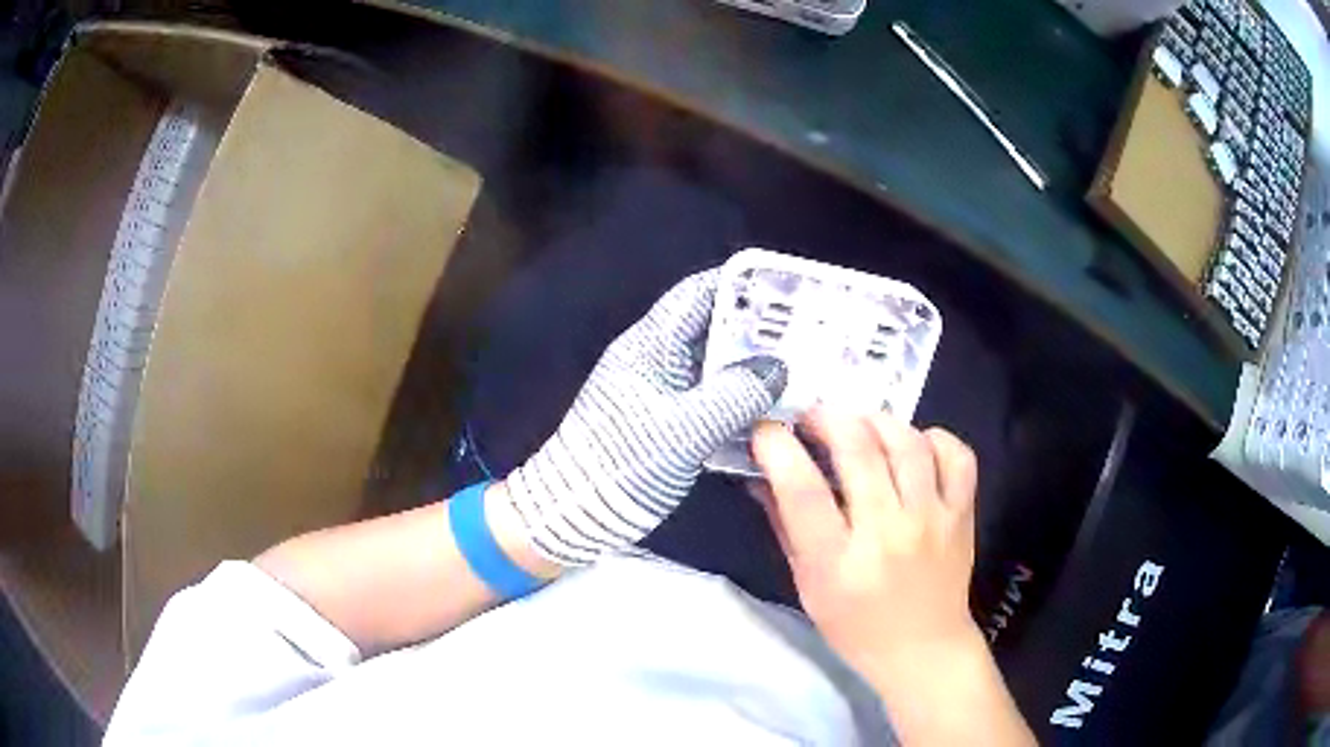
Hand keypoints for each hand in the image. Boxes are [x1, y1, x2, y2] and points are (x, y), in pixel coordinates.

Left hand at [504, 269, 787, 565]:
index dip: (739, 287)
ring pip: (708, 362)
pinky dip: (733, 394)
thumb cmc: (625, 462)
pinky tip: (765, 406)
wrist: (575, 510)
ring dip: (746, 364)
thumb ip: (736, 394)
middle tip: (801, 336)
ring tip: (794, 368)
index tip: (784, 294)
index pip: (697, 294)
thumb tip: (777, 368)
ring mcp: (655, 389)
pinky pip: (704, 394)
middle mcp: (652, 357)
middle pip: (708, 326)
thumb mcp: (687, 428)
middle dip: (753, 328)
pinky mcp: (660, 419)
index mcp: (651, 345)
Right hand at [752, 409, 979, 679]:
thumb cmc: (855, 625)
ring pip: (907, 442)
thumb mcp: (807, 586)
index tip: (766, 430)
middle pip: (859, 450)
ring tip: (859, 424)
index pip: (802, 490)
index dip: (778, 449)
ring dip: (876, 420)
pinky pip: (956, 455)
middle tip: (813, 418)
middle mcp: (887, 533)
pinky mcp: (962, 514)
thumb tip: (762, 474)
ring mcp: (931, 519)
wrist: (922, 648)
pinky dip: (933, 438)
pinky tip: (915, 444)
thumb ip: (786, 528)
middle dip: (827, 418)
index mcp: (838, 562)